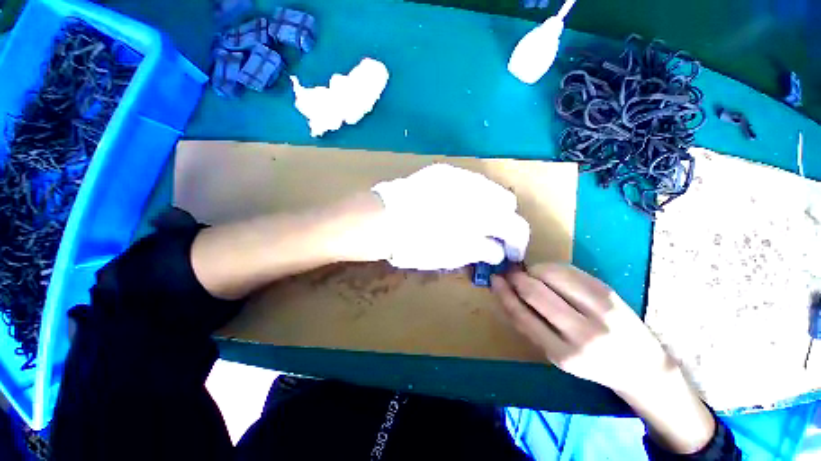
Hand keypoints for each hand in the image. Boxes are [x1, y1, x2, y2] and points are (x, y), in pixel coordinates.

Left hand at [371, 164, 529, 269]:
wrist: (381, 220)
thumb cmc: (415, 244)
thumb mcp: (452, 255)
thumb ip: (481, 251)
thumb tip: (498, 250)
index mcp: (482, 214)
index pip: (516, 226)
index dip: (517, 242)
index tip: (510, 253)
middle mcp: (477, 188)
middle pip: (506, 201)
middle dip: (503, 220)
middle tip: (490, 236)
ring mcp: (459, 175)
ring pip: (488, 189)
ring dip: (487, 207)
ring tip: (472, 222)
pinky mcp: (442, 170)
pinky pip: (467, 182)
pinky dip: (470, 196)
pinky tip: (455, 207)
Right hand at [491, 263, 669, 392]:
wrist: (641, 366)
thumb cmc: (590, 363)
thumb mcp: (555, 353)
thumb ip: (528, 324)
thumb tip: (505, 292)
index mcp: (563, 354)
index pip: (522, 315)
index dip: (504, 293)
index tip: (495, 279)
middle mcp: (583, 333)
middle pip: (535, 291)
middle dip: (516, 278)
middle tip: (510, 274)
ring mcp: (600, 309)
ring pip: (551, 274)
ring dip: (533, 271)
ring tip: (531, 276)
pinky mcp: (609, 291)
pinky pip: (568, 270)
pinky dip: (551, 268)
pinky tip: (549, 275)